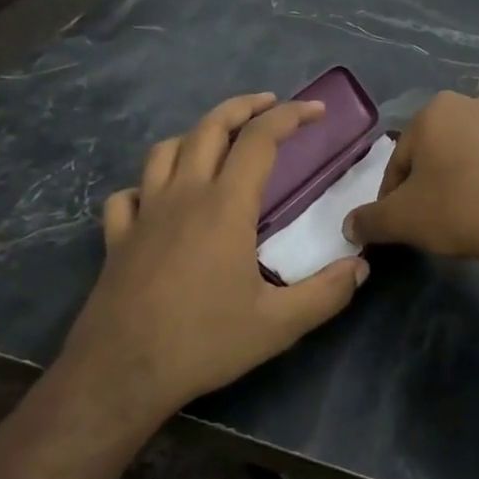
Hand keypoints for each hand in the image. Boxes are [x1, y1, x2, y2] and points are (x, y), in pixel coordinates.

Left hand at [61, 93, 369, 420]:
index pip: (260, 140)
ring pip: (166, 150)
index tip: (316, 111)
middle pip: (210, 128)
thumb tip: (361, 268)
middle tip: (269, 105)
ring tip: (217, 143)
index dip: (290, 116)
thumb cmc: (202, 342)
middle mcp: (183, 195)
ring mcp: (144, 213)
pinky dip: (147, 185)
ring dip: (196, 136)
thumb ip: (326, 293)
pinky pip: (128, 194)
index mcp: (225, 206)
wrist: (120, 373)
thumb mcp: (277, 325)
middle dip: (243, 107)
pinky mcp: (117, 237)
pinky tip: (157, 198)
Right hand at [343, 90, 478, 268]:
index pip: (403, 159)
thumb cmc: (463, 209)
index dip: (396, 195)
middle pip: (445, 148)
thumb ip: (371, 219)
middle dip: (440, 178)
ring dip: (477, 172)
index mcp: (436, 111)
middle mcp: (478, 101)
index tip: (404, 222)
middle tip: (443, 217)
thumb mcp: (405, 220)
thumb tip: (349, 226)